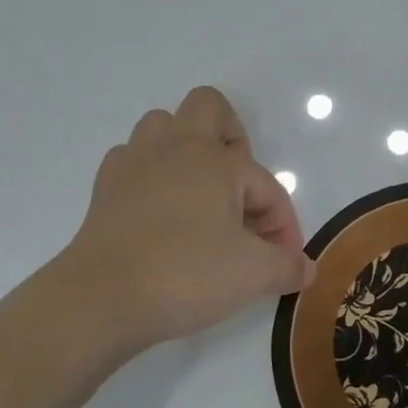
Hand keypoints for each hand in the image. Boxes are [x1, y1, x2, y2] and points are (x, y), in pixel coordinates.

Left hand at [43, 87, 313, 357]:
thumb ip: (287, 266)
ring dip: (187, 151)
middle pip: (209, 107)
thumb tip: (308, 269)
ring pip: (164, 126)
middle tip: (239, 191)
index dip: (282, 223)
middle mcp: (175, 147)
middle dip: (234, 140)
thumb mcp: (252, 275)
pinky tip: (160, 212)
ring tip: (200, 196)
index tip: (284, 262)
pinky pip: (133, 161)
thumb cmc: (185, 275)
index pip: (266, 183)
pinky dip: (151, 176)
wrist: (99, 300)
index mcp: (216, 160)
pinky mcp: (105, 189)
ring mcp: (134, 163)